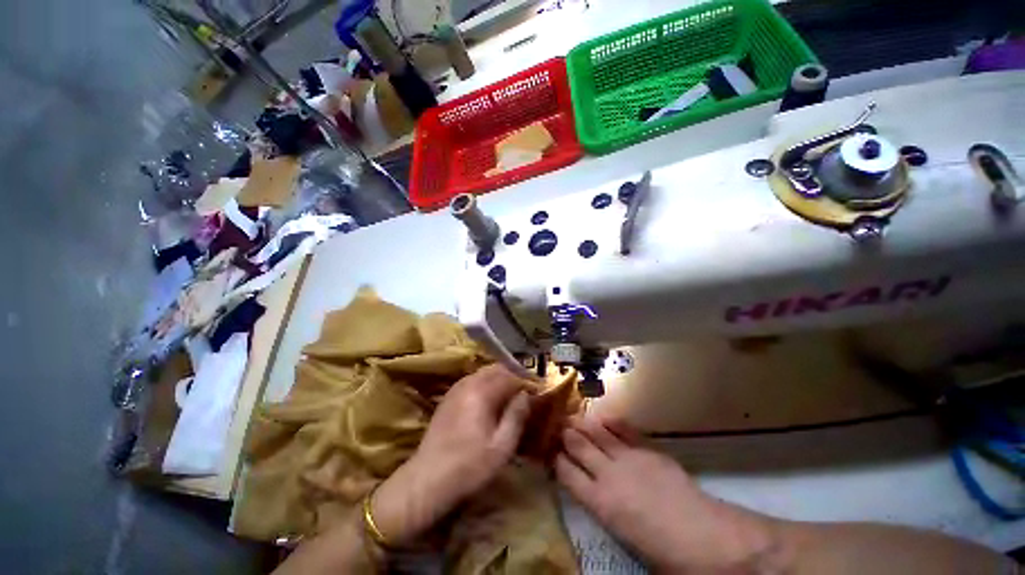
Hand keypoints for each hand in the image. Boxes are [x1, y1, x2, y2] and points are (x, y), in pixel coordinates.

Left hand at [371, 365, 530, 544]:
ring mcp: (456, 389)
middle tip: (526, 390)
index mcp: (481, 392)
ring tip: (512, 394)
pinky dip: (486, 384)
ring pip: (483, 374)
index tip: (539, 389)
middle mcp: (468, 383)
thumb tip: (527, 394)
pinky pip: (472, 381)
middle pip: (496, 369)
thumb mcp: (501, 446)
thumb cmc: (469, 467)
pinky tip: (491, 401)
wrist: (426, 481)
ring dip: (500, 379)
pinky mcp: (448, 398)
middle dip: (513, 375)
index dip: (526, 381)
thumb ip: (516, 416)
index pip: (510, 375)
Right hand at [556, 415, 779, 572]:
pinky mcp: (647, 449)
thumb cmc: (663, 553)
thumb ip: (605, 511)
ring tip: (572, 416)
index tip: (550, 452)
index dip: (556, 459)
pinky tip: (603, 416)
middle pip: (578, 445)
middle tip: (557, 426)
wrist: (704, 537)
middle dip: (565, 434)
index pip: (566, 473)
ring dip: (583, 423)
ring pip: (597, 432)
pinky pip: (624, 429)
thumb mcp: (625, 539)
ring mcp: (628, 457)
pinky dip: (611, 421)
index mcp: (599, 502)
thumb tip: (596, 496)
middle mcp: (607, 474)